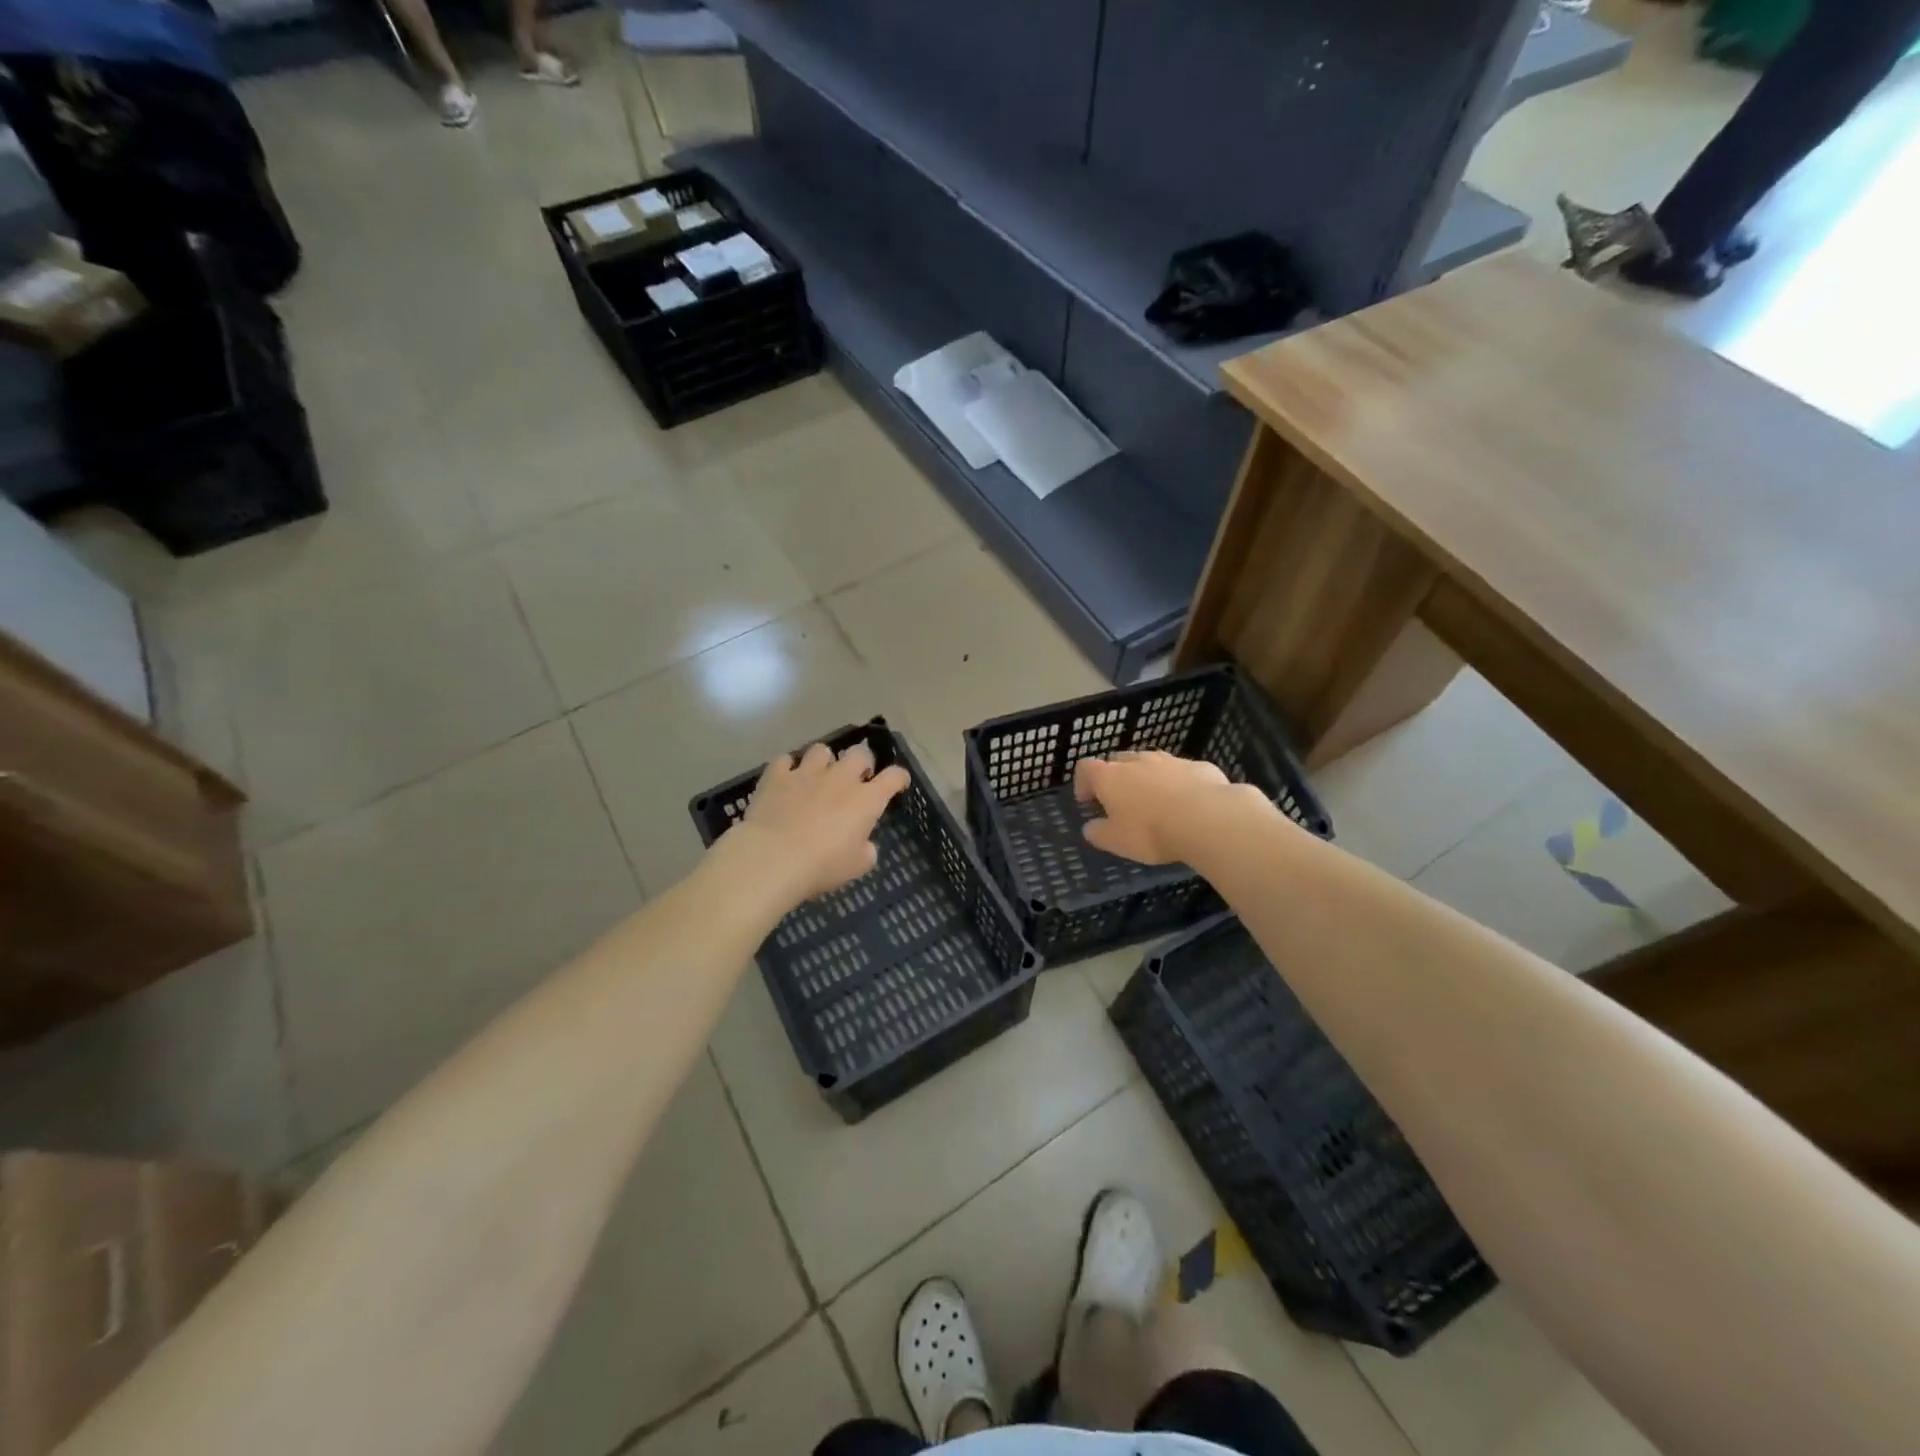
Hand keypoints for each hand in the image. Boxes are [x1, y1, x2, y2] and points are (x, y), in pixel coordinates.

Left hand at [721, 740, 911, 904]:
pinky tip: (786, 780)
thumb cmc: (822, 865)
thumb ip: (866, 849)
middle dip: (862, 762)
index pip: (893, 776)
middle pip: (859, 753)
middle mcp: (841, 777)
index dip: (899, 778)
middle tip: (856, 779)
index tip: (898, 784)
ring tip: (818, 775)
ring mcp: (807, 772)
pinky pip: (785, 760)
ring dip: (824, 761)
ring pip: (822, 750)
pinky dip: (787, 768)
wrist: (773, 858)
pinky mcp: (777, 776)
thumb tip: (863, 842)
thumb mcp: (857, 865)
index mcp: (866, 799)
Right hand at [1073, 751, 1238, 863]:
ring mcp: (1170, 760)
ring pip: (1151, 763)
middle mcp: (1137, 761)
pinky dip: (1179, 783)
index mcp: (1110, 777)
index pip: (1086, 768)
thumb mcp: (1116, 841)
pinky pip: (1181, 772)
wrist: (1207, 818)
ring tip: (1156, 802)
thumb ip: (1098, 833)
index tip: (1087, 801)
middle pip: (1118, 760)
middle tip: (1121, 801)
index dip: (1083, 783)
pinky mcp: (1198, 766)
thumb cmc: (1151, 831)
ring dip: (1148, 777)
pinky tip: (1188, 804)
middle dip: (1116, 777)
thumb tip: (1090, 827)